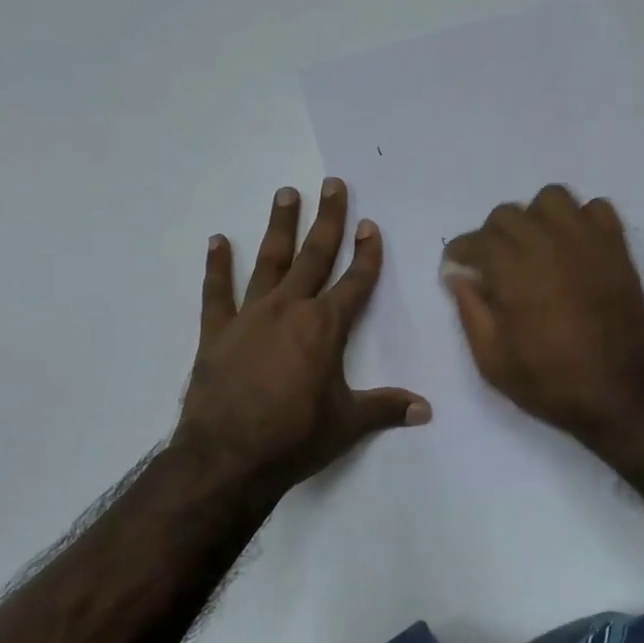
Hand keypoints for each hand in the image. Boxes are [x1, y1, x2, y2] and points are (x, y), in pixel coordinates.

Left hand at [175, 180, 430, 486]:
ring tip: (287, 193)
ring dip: (280, 226)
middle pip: (315, 256)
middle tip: (333, 184)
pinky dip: (217, 266)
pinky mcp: (217, 332)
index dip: (367, 253)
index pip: (355, 281)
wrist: (228, 458)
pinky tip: (218, 241)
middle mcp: (290, 310)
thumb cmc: (296, 438)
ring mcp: (251, 316)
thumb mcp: (348, 423)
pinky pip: (217, 292)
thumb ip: (387, 409)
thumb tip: (426, 410)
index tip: (371, 225)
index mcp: (326, 327)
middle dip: (328, 220)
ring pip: (269, 261)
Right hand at [442, 184, 643, 445]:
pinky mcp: (617, 248)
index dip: (460, 251)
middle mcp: (548, 245)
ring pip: (552, 199)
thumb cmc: (551, 383)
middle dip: (492, 235)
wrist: (621, 396)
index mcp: (514, 272)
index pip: (476, 239)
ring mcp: (587, 242)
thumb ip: (470, 311)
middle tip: (494, 264)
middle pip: (508, 214)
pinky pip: (597, 208)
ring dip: (535, 217)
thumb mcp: (492, 361)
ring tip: (535, 247)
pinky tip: (573, 247)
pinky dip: (580, 219)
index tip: (458, 266)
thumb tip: (457, 275)